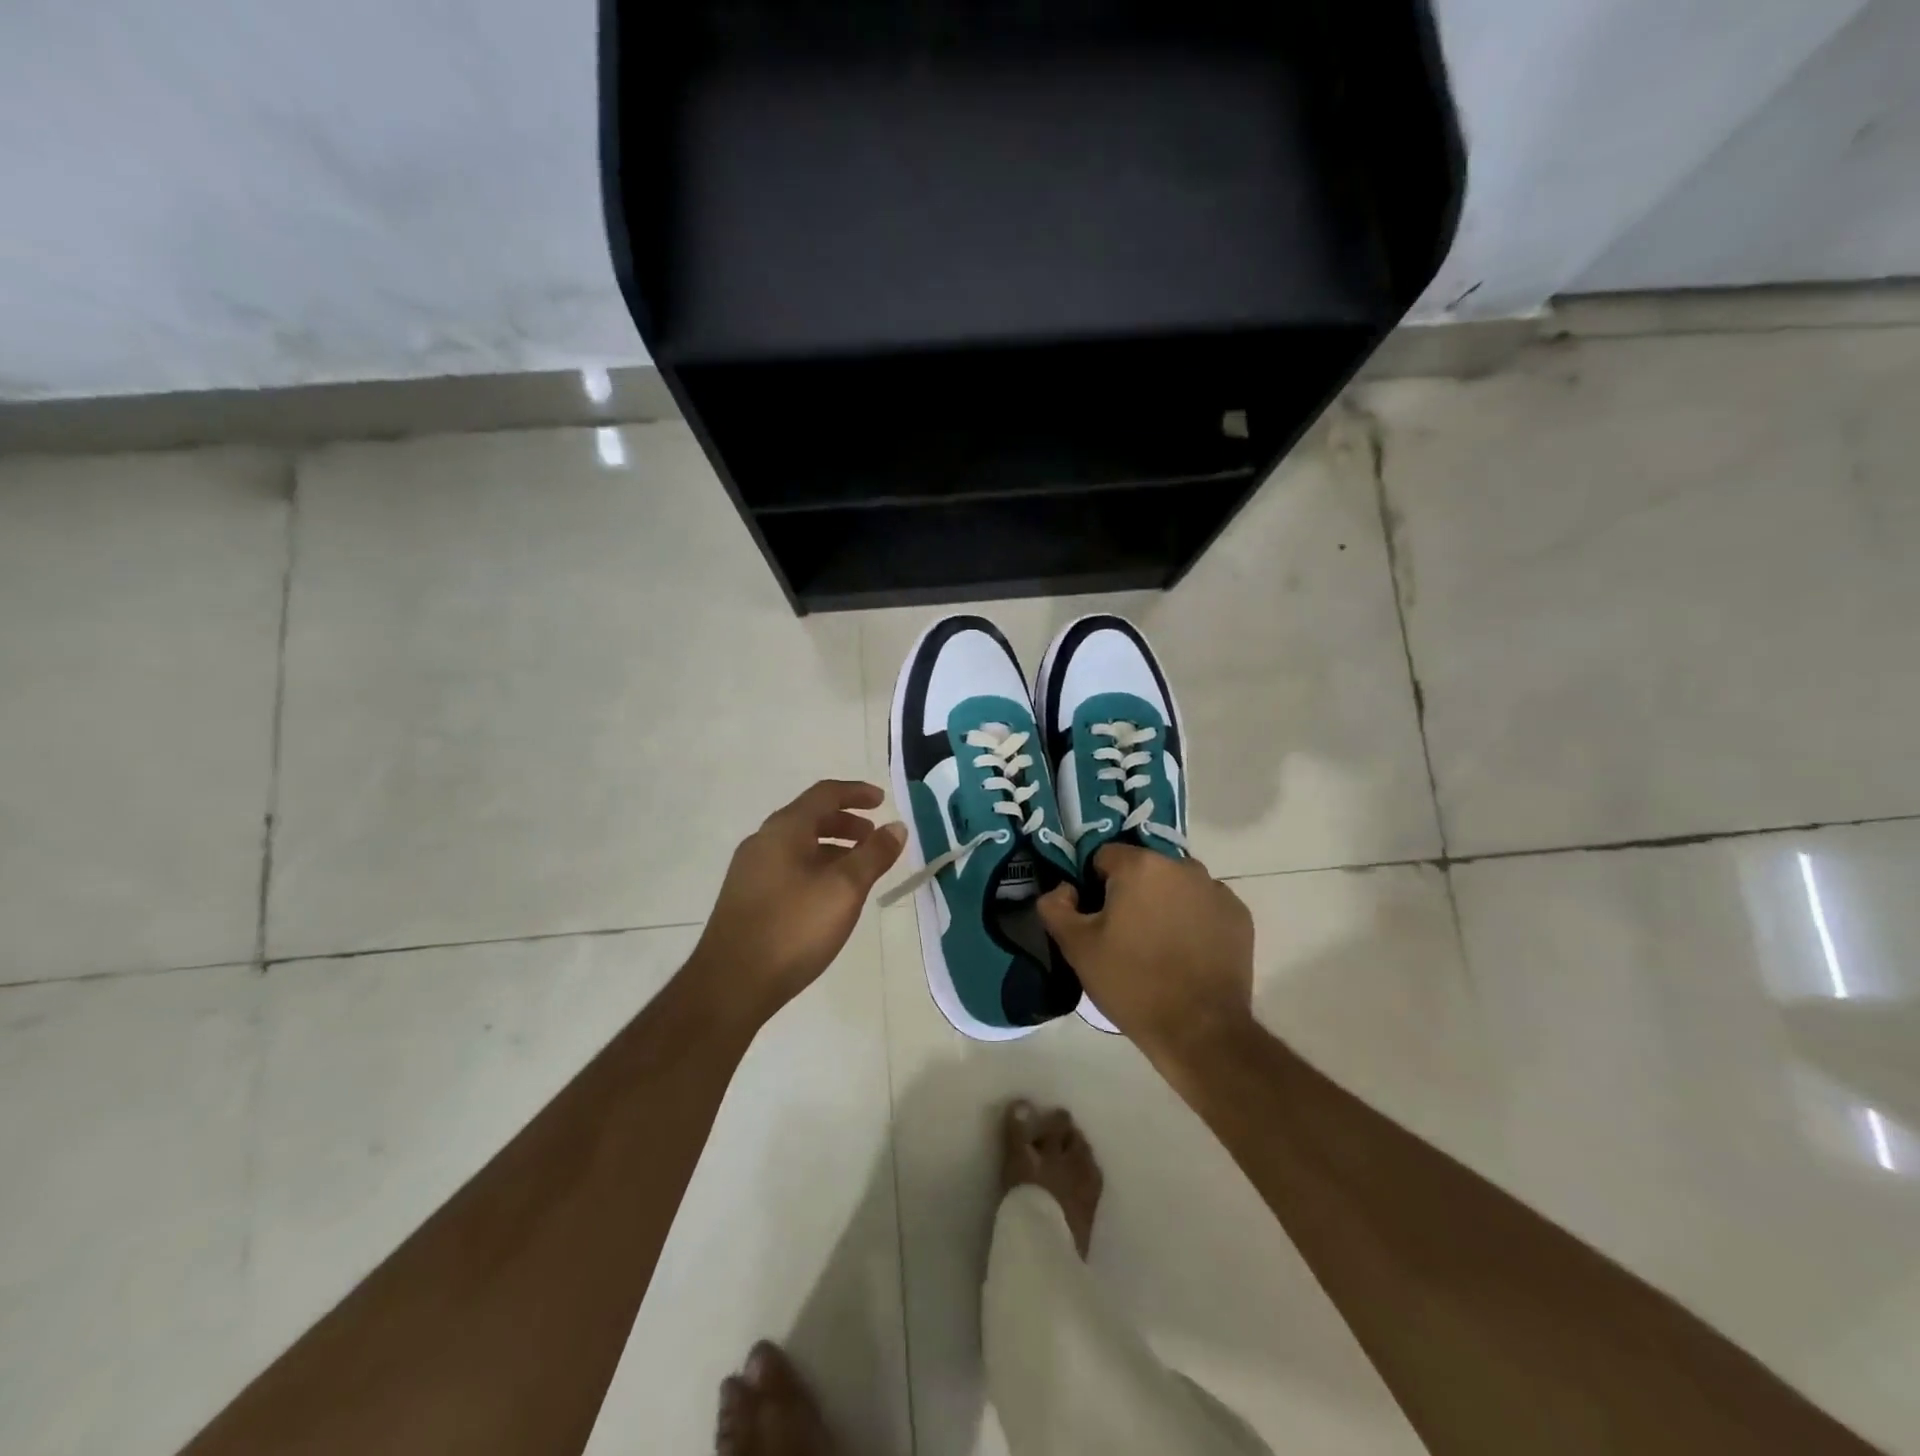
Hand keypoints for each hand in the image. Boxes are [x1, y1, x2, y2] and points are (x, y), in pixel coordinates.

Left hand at [691, 780, 906, 1025]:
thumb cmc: (793, 928)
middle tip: (874, 838)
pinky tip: (828, 897)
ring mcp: (750, 870)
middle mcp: (763, 841)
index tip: (882, 801)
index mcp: (785, 829)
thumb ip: (874, 854)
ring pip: (799, 845)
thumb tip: (897, 827)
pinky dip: (815, 867)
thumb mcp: (845, 889)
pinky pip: (788, 867)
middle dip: (846, 822)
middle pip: (810, 818)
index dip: (856, 793)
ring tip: (858, 870)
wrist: (730, 984)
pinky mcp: (746, 898)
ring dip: (832, 848)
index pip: (825, 794)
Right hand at [1036, 845, 1254, 1062]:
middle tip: (1124, 934)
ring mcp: (1216, 890)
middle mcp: (1182, 866)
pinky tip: (1187, 953)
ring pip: (1176, 886)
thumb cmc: (1132, 982)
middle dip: (1131, 893)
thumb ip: (1056, 907)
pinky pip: (1204, 906)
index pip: (1104, 857)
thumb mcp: (1077, 947)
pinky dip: (1193, 920)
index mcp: (1141, 866)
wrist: (1199, 1030)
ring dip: (1163, 903)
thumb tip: (1063, 889)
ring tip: (1157, 946)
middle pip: (1143, 869)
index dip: (1094, 885)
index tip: (1095, 918)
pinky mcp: (1239, 916)